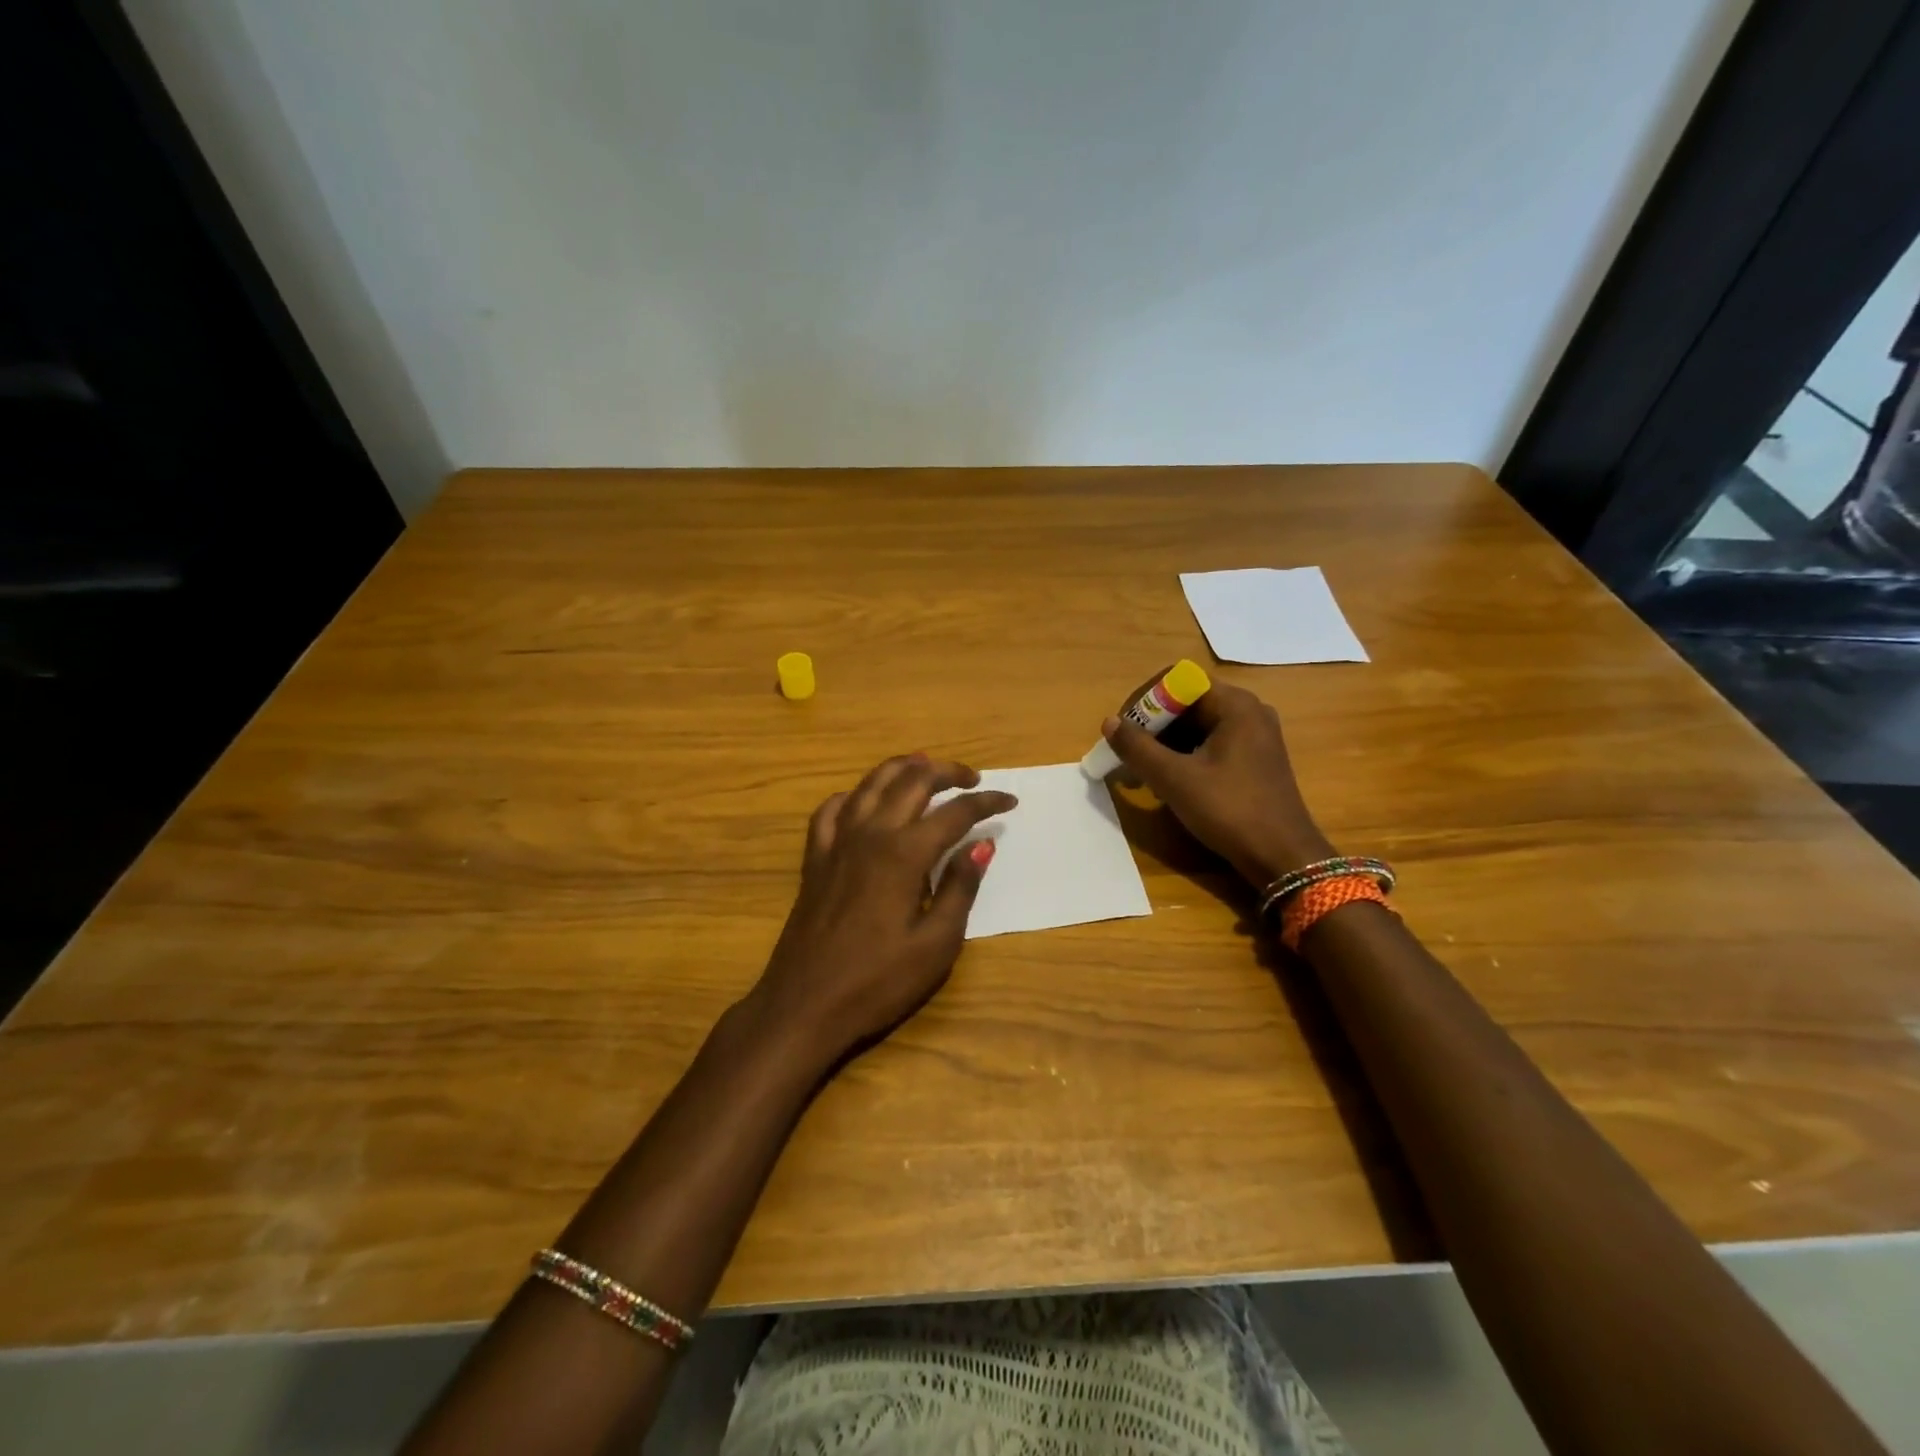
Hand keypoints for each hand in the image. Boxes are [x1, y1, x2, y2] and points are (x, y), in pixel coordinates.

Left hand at [748, 754, 1015, 1066]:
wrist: (804, 1004)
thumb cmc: (877, 981)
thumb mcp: (935, 944)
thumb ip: (961, 887)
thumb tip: (982, 844)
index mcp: (904, 854)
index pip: (955, 812)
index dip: (986, 802)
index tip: (1010, 801)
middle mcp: (870, 834)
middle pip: (912, 781)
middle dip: (948, 772)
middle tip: (973, 779)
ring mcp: (837, 842)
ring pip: (871, 783)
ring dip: (903, 769)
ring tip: (925, 766)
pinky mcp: (815, 858)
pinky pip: (832, 809)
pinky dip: (855, 795)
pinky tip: (865, 801)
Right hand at [1102, 681, 1332, 886]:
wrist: (1283, 857)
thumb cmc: (1229, 810)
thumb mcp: (1175, 779)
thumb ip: (1138, 748)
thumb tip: (1108, 723)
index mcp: (1235, 705)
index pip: (1179, 680)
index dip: (1145, 700)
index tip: (1124, 730)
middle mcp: (1248, 712)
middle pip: (1187, 703)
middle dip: (1152, 727)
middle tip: (1127, 756)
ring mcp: (1255, 737)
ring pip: (1197, 726)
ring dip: (1165, 745)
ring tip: (1142, 775)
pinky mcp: (1254, 761)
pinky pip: (1210, 745)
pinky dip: (1185, 757)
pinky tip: (1168, 784)